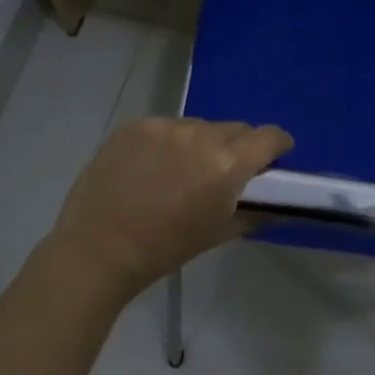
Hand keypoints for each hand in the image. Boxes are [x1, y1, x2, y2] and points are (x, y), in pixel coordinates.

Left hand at [50, 117, 293, 296]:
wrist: (97, 249)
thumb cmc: (164, 250)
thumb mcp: (216, 234)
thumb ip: (252, 213)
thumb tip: (274, 205)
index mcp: (226, 165)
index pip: (269, 136)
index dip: (278, 145)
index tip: (275, 157)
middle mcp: (200, 136)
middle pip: (235, 128)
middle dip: (238, 146)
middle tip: (224, 171)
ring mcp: (165, 126)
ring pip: (199, 126)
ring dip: (201, 143)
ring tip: (180, 171)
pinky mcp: (136, 125)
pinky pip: (165, 127)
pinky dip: (167, 143)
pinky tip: (151, 168)